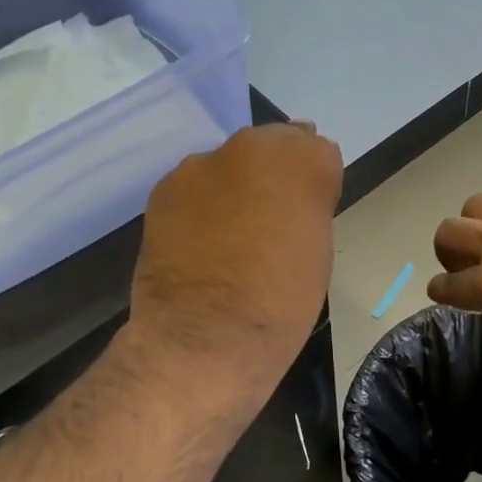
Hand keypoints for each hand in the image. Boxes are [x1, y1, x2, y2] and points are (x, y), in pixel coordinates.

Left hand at [130, 123, 343, 389]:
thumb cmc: (282, 301)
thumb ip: (307, 210)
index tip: (308, 215)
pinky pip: (194, 190)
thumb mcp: (317, 250)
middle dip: (273, 178)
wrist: (207, 335)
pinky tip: (201, 244)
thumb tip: (289, 204)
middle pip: (270, 149)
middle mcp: (250, 147)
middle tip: (271, 224)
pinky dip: (201, 208)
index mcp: (302, 159)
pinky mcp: (163, 189)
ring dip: (233, 190)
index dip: (314, 185)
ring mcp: (201, 165)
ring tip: (230, 239)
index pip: (318, 152)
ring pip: (228, 167)